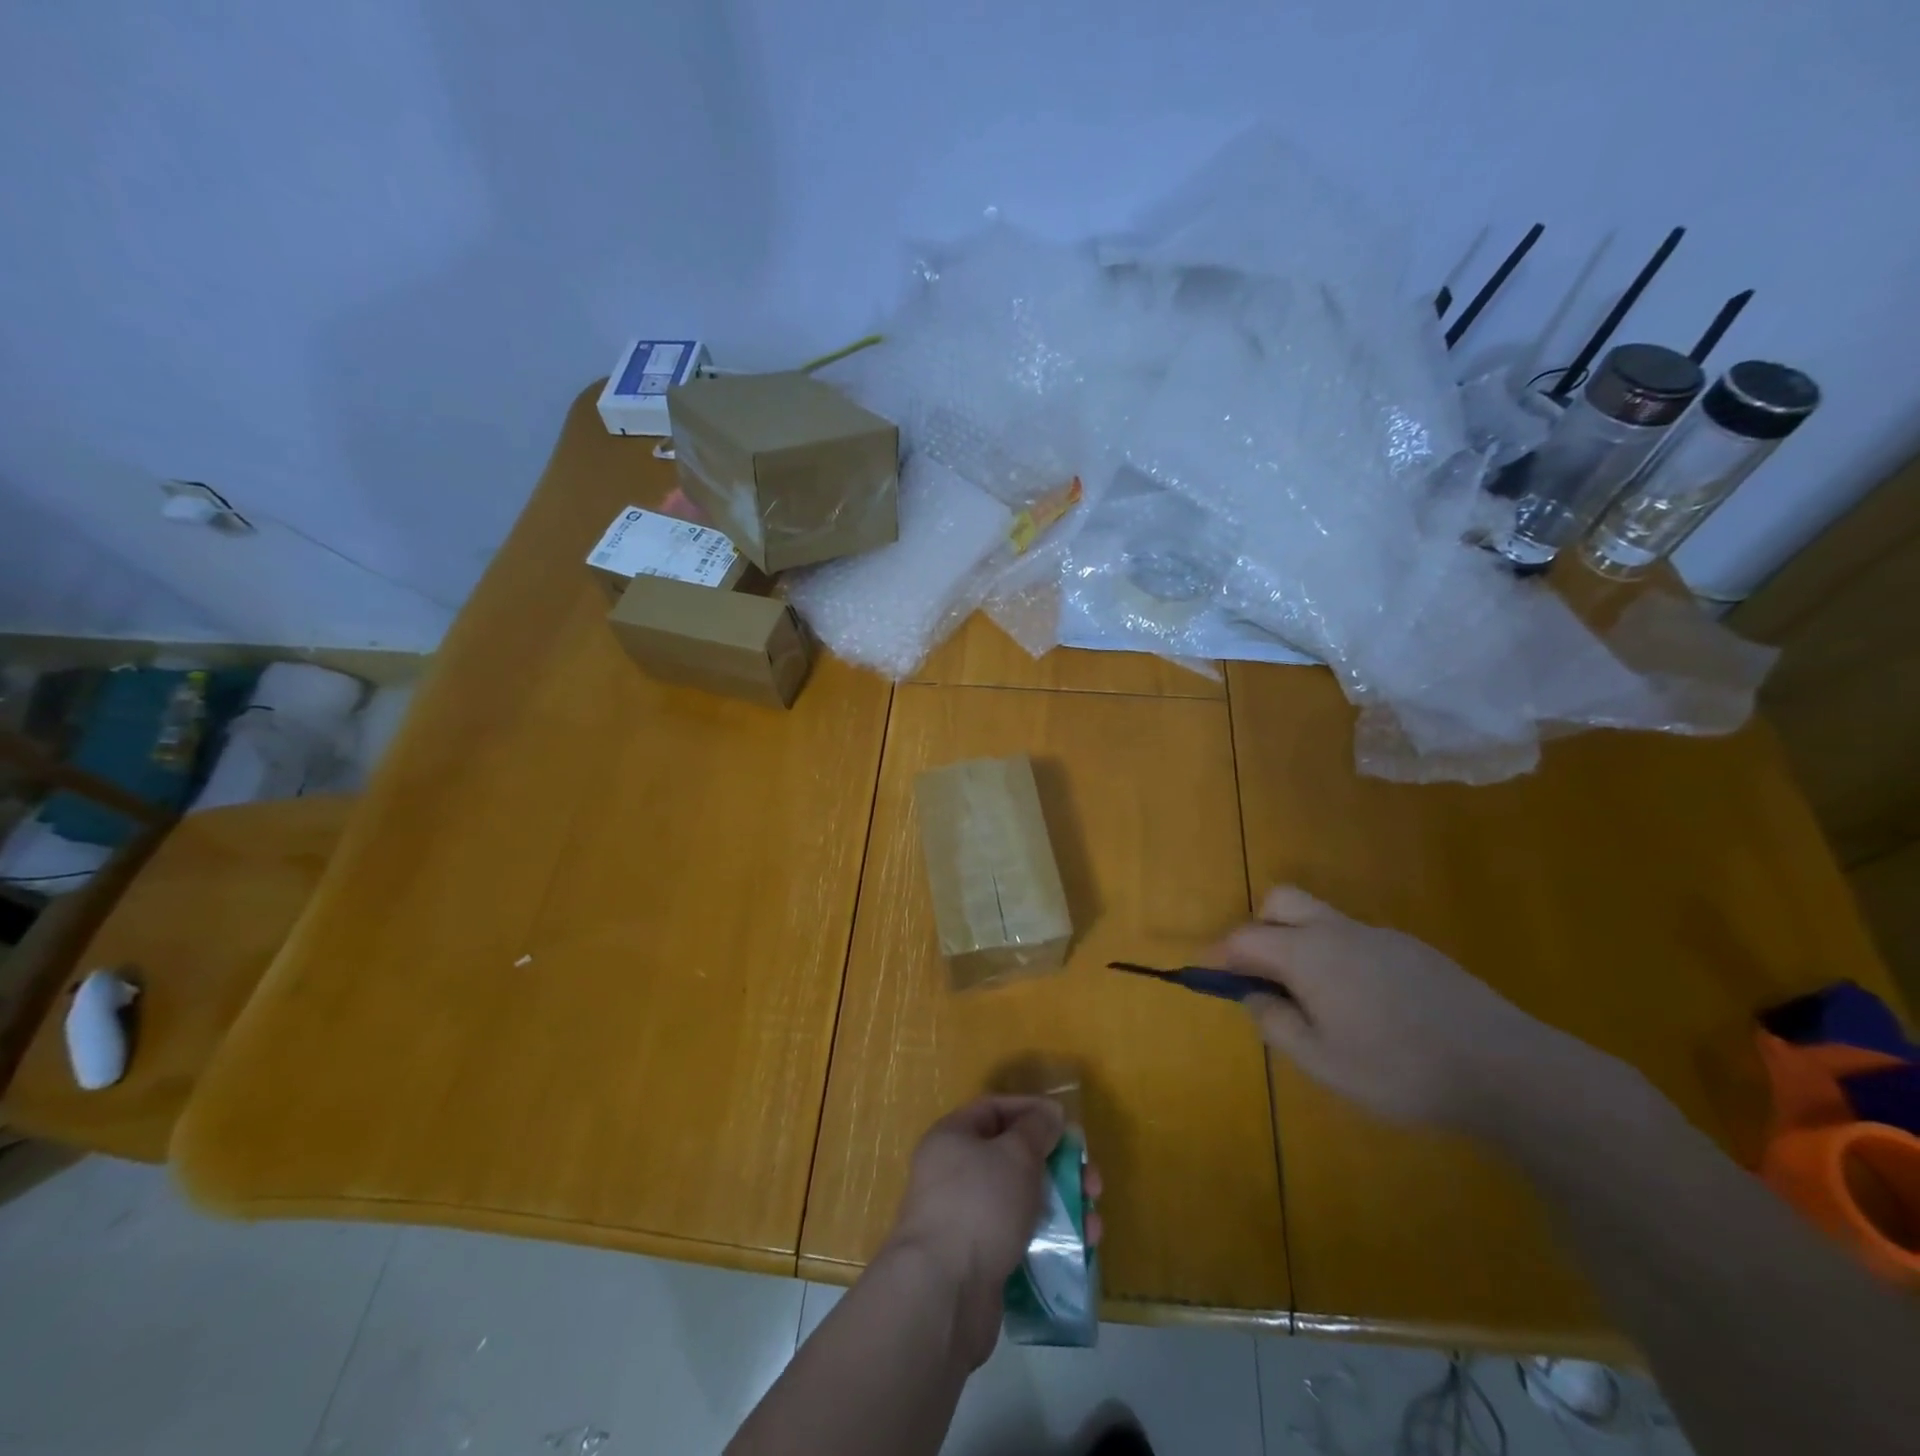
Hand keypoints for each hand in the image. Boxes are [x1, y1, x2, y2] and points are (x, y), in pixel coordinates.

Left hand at [882, 1096, 1103, 1367]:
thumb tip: (1049, 1114)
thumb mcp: (1015, 1154)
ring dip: (1061, 1206)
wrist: (944, 1293)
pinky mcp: (980, 1260)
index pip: (994, 1109)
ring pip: (1021, 1200)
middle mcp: (954, 1173)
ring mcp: (966, 1219)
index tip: (1066, 1123)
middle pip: (1013, 1157)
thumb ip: (1036, 1129)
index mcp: (952, 1138)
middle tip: (1090, 1182)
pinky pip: (1020, 1236)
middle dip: (1057, 1166)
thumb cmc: (980, 1204)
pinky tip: (1080, 1250)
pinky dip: (1049, 1238)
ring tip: (1093, 1223)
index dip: (1031, 1111)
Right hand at [1216, 886, 1582, 1131]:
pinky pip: (1355, 939)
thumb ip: (1276, 1024)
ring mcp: (1379, 936)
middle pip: (1280, 902)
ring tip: (1314, 1001)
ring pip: (1320, 919)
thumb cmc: (1399, 1068)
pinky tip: (1365, 1007)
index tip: (1206, 974)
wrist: (1507, 1069)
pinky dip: (1337, 957)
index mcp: (1307, 953)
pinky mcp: (1414, 950)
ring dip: (1299, 943)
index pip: (1245, 939)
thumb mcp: (1322, 1061)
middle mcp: (1338, 931)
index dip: (1219, 955)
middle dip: (1258, 929)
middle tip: (1262, 975)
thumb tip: (1253, 997)